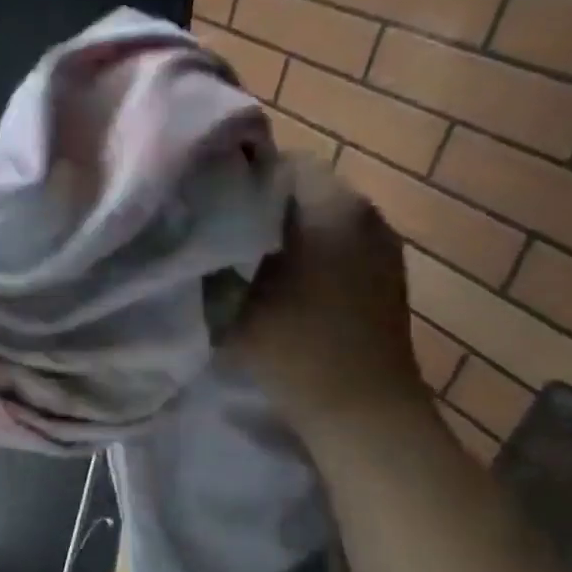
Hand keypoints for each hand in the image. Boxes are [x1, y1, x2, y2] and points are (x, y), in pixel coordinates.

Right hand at [230, 156, 431, 441]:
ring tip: (244, 254)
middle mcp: (364, 212)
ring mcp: (382, 244)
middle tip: (217, 227)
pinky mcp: (387, 274)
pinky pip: (340, 242)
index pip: (281, 162)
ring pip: (322, 216)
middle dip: (260, 203)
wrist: (362, 408)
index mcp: (329, 207)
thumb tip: (184, 235)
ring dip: (285, 227)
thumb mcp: (230, 304)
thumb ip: (206, 262)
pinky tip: (282, 281)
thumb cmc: (294, 349)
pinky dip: (310, 249)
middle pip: (302, 187)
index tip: (206, 200)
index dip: (239, 176)